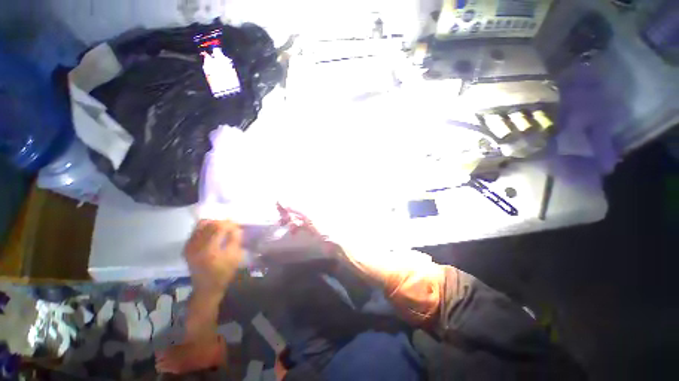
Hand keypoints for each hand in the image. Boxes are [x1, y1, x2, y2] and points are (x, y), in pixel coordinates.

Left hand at [184, 220, 243, 293]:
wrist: (206, 288)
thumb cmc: (223, 273)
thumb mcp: (234, 257)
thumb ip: (235, 240)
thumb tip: (236, 227)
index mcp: (209, 250)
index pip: (219, 227)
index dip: (229, 224)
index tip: (238, 225)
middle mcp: (196, 246)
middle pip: (210, 224)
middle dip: (223, 222)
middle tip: (232, 225)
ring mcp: (189, 246)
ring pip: (201, 225)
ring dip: (214, 223)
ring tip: (223, 227)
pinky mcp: (187, 247)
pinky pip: (196, 230)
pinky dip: (206, 227)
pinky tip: (213, 232)